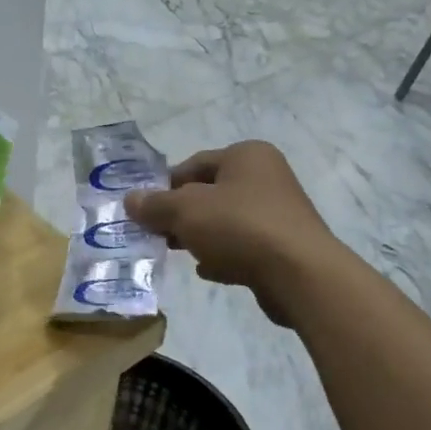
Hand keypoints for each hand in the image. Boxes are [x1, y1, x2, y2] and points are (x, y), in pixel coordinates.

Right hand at [123, 142, 336, 326]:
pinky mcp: (284, 245)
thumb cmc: (239, 227)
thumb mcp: (185, 211)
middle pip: (209, 193)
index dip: (164, 186)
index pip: (193, 164)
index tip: (144, 211)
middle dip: (180, 214)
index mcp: (246, 155)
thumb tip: (130, 199)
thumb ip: (155, 204)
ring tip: (178, 253)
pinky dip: (223, 254)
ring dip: (199, 236)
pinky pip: (243, 245)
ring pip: (225, 221)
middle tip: (156, 234)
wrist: (299, 274)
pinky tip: (208, 270)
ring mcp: (278, 212)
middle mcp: (266, 176)